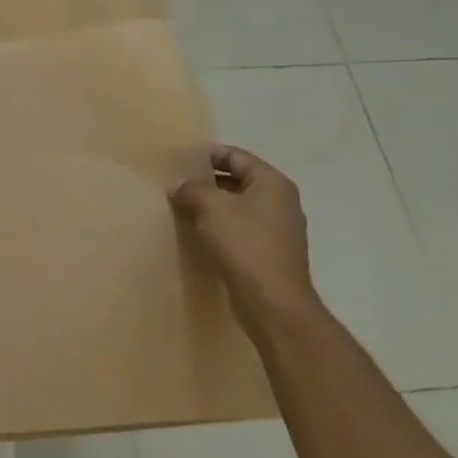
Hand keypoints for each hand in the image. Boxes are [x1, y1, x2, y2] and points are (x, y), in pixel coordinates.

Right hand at [169, 146, 319, 333]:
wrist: (272, 302)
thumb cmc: (244, 244)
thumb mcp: (211, 208)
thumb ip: (191, 189)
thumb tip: (177, 184)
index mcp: (272, 183)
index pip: (236, 156)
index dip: (207, 155)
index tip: (179, 161)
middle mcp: (280, 202)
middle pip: (238, 180)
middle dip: (206, 181)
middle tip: (176, 185)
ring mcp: (278, 229)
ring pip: (238, 206)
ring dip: (211, 206)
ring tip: (182, 208)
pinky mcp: (269, 253)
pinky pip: (240, 229)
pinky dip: (220, 227)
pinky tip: (198, 234)